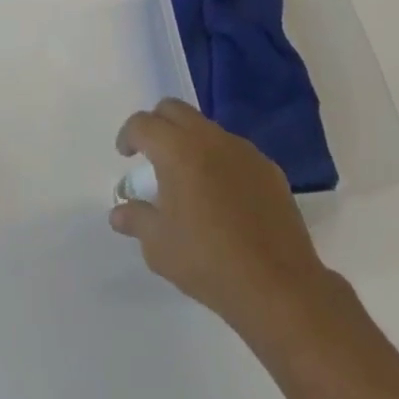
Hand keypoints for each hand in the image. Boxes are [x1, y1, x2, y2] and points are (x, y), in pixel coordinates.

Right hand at [109, 98, 330, 332]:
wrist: (280, 288)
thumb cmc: (209, 263)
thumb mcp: (159, 247)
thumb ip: (136, 220)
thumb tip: (119, 212)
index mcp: (177, 150)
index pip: (143, 124)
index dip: (128, 135)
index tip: (125, 155)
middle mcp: (209, 139)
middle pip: (174, 110)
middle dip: (157, 125)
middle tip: (151, 154)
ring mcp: (243, 151)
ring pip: (206, 128)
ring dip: (190, 141)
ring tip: (188, 178)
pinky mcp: (268, 169)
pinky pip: (234, 151)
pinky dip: (219, 161)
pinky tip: (223, 196)